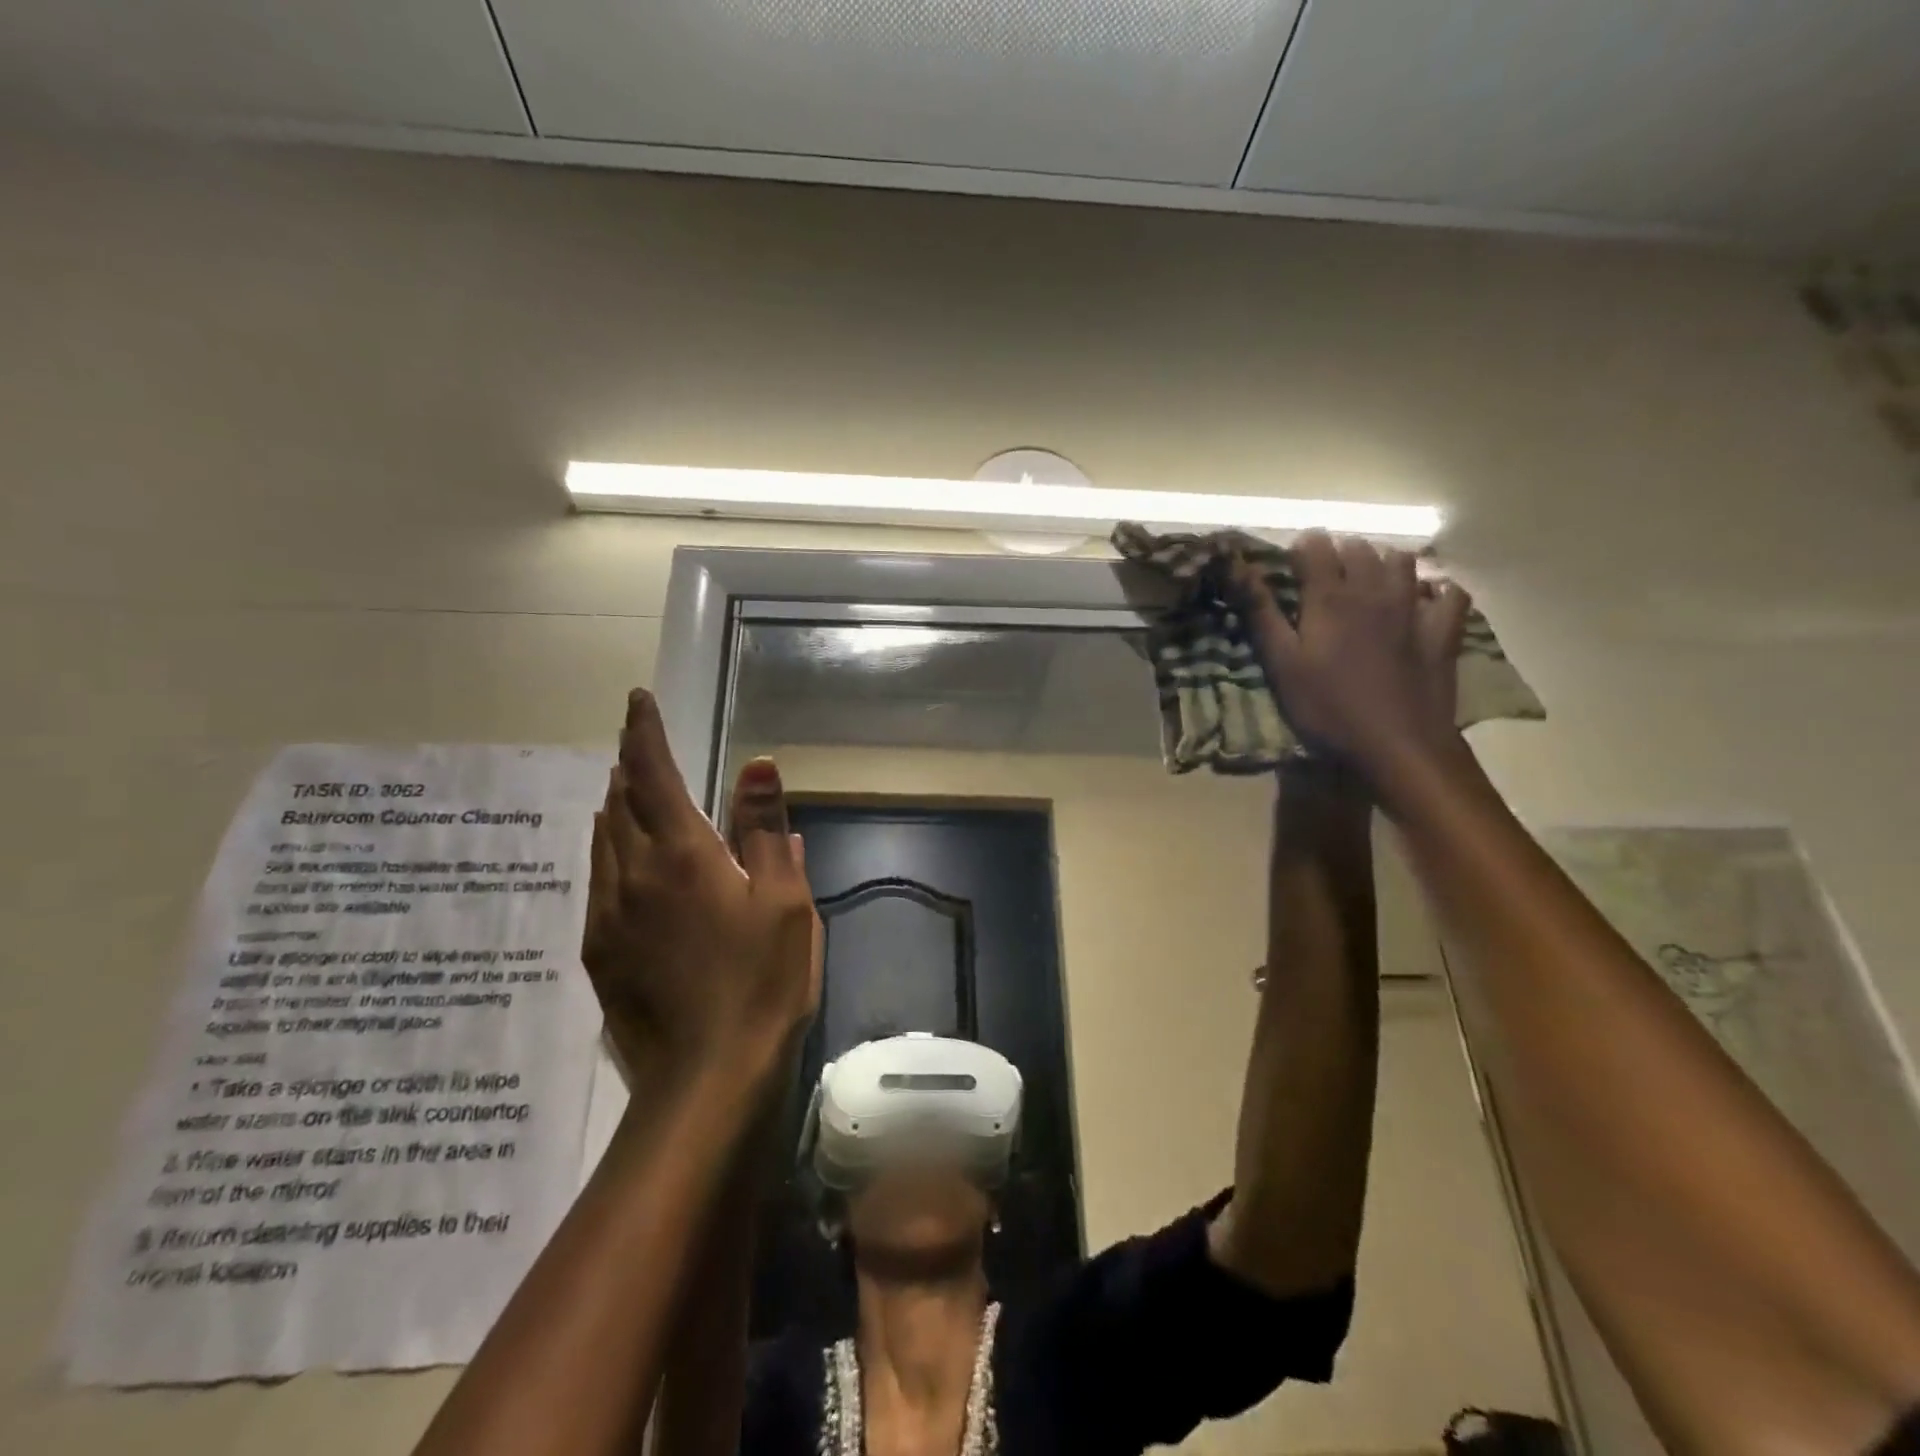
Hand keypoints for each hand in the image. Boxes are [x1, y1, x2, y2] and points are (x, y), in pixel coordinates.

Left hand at [582, 690, 821, 1085]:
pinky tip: (627, 865)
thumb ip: (764, 828)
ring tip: (629, 792)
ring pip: (603, 841)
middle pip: (619, 802)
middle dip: (629, 766)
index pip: (653, 774)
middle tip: (639, 746)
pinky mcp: (599, 952)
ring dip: (616, 807)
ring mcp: (609, 915)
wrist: (706, 1078)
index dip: (644, 732)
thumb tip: (757, 764)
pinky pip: (599, 881)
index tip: (636, 700)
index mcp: (681, 854)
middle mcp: (633, 874)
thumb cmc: (760, 981)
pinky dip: (610, 852)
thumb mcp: (783, 900)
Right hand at [1231, 531, 1471, 785]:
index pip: (1315, 546)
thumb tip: (1236, 565)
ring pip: (1402, 561)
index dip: (1300, 548)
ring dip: (1382, 562)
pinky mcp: (1444, 630)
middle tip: (1322, 576)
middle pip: (1359, 548)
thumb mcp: (1281, 663)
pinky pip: (1449, 592)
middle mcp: (1374, 589)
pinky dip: (1436, 588)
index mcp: (1330, 596)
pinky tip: (1423, 598)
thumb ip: (1260, 612)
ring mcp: (1415, 607)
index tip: (1288, 565)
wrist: (1397, 744)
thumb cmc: (1327, 707)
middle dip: (1338, 552)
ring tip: (1367, 580)